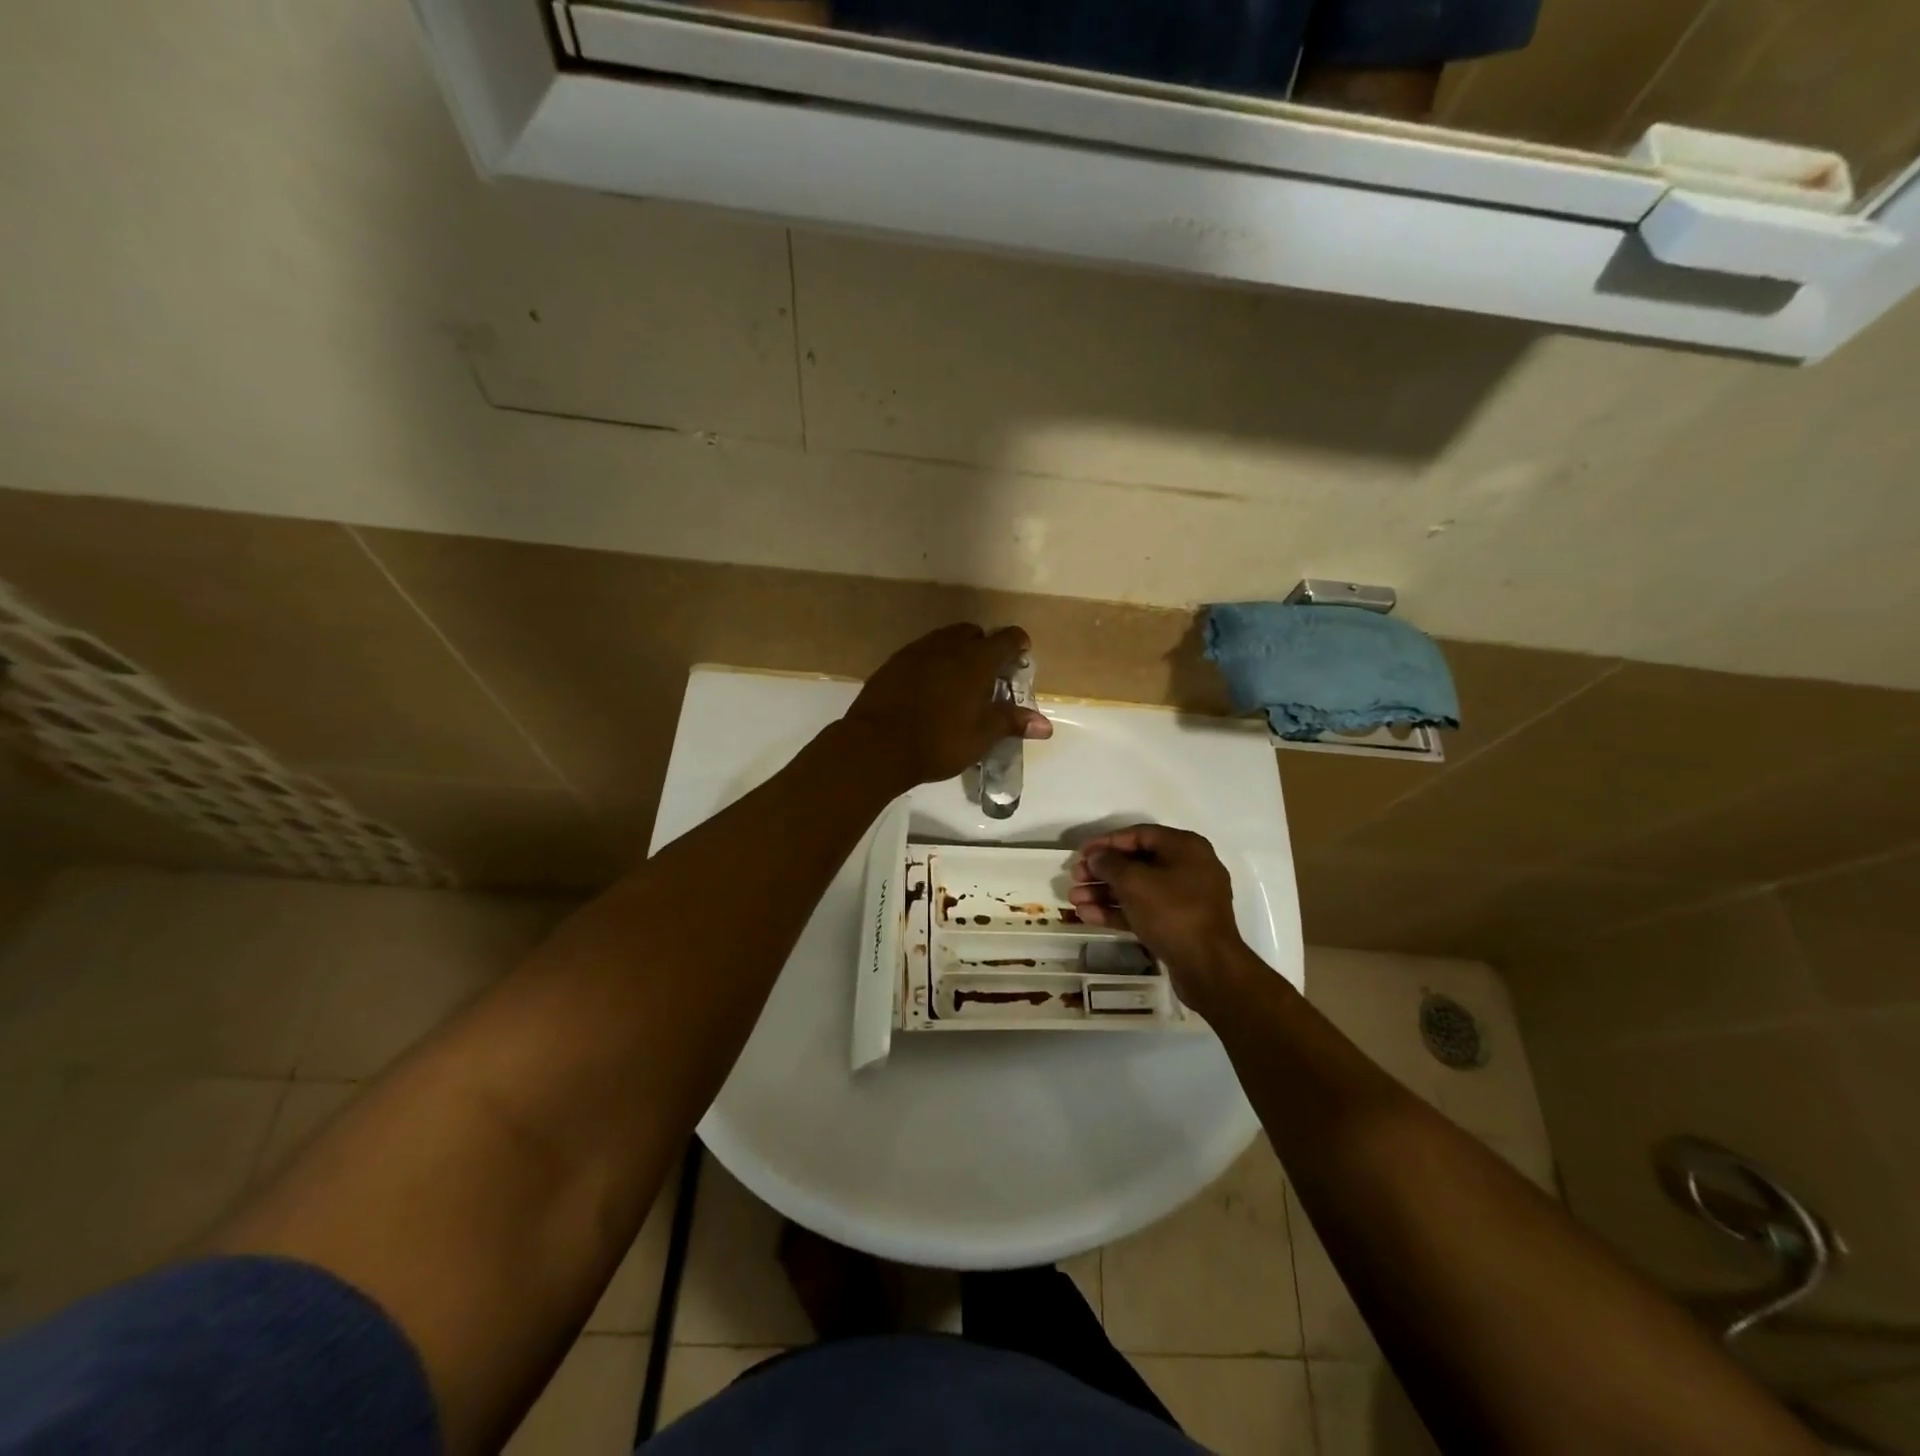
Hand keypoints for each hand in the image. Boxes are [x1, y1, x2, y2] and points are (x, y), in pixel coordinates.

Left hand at [840, 624, 1051, 789]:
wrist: (876, 746)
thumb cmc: (938, 742)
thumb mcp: (981, 736)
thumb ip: (1012, 723)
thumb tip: (1045, 725)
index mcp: (975, 660)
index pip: (1006, 639)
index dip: (1018, 645)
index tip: (1021, 657)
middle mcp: (947, 646)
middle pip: (973, 633)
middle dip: (985, 647)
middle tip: (988, 675)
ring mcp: (916, 651)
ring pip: (944, 640)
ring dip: (957, 652)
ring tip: (959, 681)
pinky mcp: (893, 663)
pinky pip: (920, 653)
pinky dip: (932, 663)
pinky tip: (929, 688)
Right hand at [1068, 825, 1249, 1012]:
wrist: (1208, 967)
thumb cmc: (1172, 912)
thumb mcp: (1135, 882)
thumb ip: (1110, 863)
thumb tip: (1097, 857)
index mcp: (1185, 848)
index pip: (1139, 834)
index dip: (1107, 842)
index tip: (1081, 852)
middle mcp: (1188, 868)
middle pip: (1136, 862)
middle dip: (1102, 871)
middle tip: (1075, 878)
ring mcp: (1184, 899)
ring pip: (1137, 889)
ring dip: (1104, 893)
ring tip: (1074, 900)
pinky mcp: (1178, 925)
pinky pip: (1144, 910)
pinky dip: (1117, 911)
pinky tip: (1088, 916)